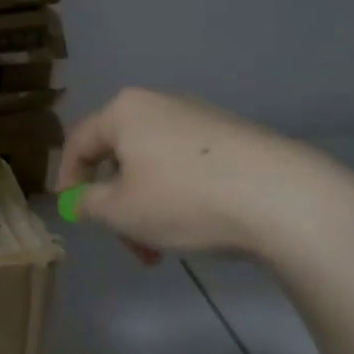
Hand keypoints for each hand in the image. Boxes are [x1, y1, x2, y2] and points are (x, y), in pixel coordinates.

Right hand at [58, 88, 326, 255]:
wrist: (285, 199)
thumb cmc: (185, 200)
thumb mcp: (121, 211)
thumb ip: (87, 204)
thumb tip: (79, 199)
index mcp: (124, 111)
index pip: (78, 143)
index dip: (67, 181)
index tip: (74, 216)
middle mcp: (160, 104)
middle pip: (119, 157)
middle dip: (117, 205)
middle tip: (129, 244)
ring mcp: (201, 118)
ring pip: (154, 166)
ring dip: (148, 207)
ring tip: (164, 248)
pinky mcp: (235, 138)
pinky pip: (188, 167)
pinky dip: (180, 197)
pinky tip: (199, 228)